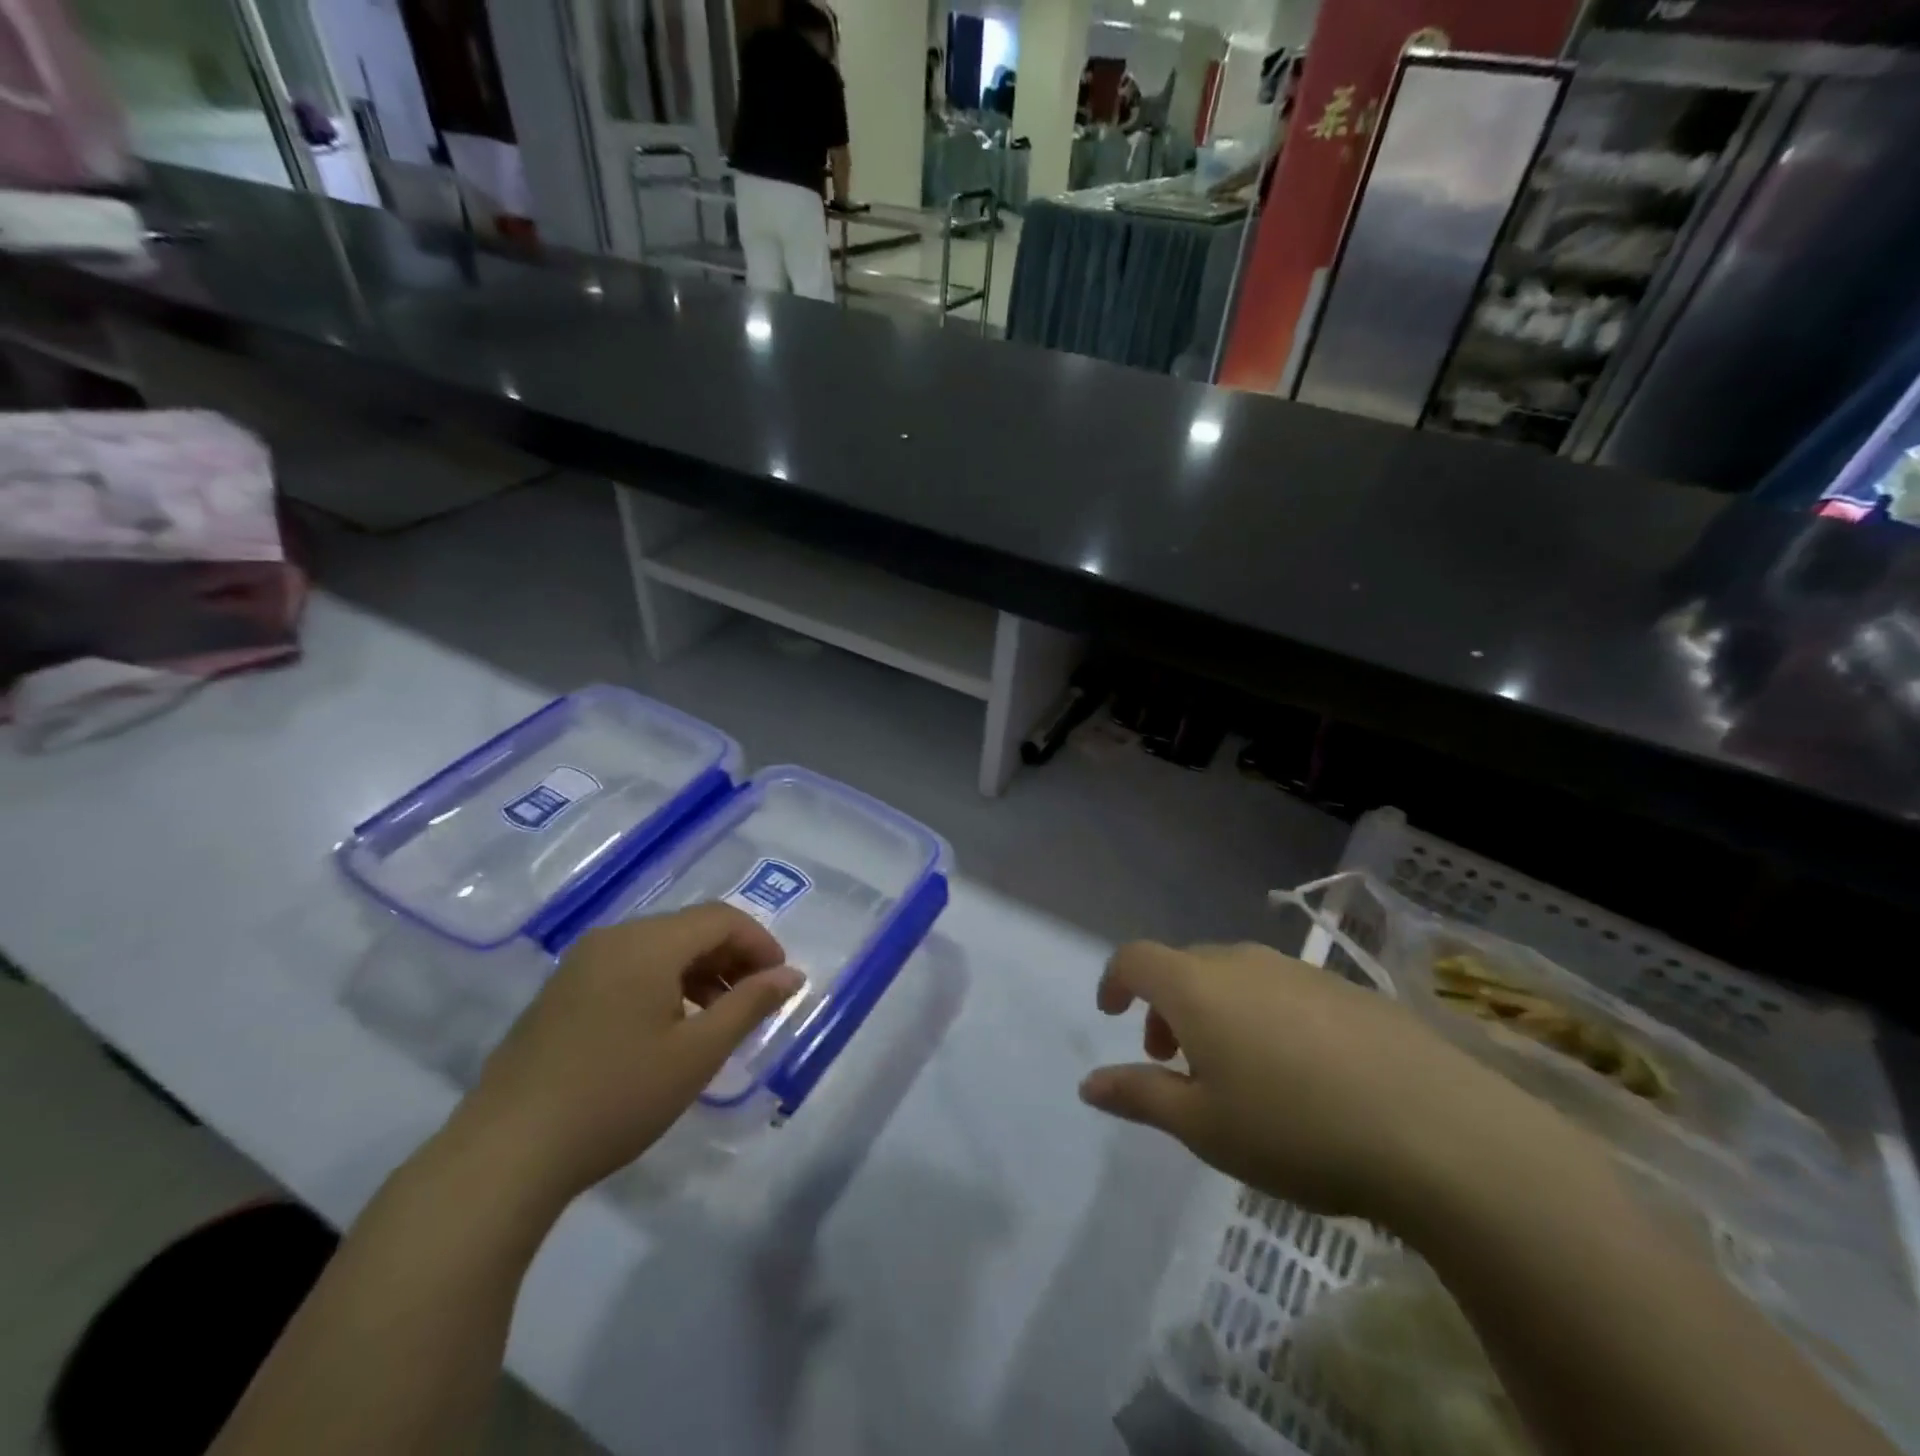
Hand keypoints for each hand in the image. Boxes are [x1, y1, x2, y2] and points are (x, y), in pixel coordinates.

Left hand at [447, 905, 802, 1206]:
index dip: (760, 943)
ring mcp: (580, 964)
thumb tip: (791, 975)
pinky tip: (667, 1030)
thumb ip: (750, 1004)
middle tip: (753, 1004)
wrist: (504, 1155)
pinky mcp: (560, 993)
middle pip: (689, 928)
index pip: (721, 918)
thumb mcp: (697, 1053)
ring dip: (698, 973)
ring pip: (658, 949)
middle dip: (731, 958)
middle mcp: (613, 938)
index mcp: (647, 943)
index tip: (780, 982)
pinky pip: (627, 968)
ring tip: (716, 1021)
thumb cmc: (616, 1098)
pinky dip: (663, 985)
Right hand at [1079, 942, 1582, 1223]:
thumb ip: (1140, 1096)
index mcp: (1198, 987)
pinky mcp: (1347, 990)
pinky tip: (1300, 1072)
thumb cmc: (1296, 1129)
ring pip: (1235, 977)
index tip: (1112, 1014)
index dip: (1115, 980)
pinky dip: (1264, 1015)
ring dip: (1215, 1011)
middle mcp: (1242, 962)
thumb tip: (1088, 1084)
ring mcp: (1299, 972)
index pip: (1136, 958)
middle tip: (1174, 1061)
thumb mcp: (1204, 1126)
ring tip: (1236, 1071)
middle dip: (1166, 1007)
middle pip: (1185, 966)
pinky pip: (1282, 990)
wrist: (1438, 1131)